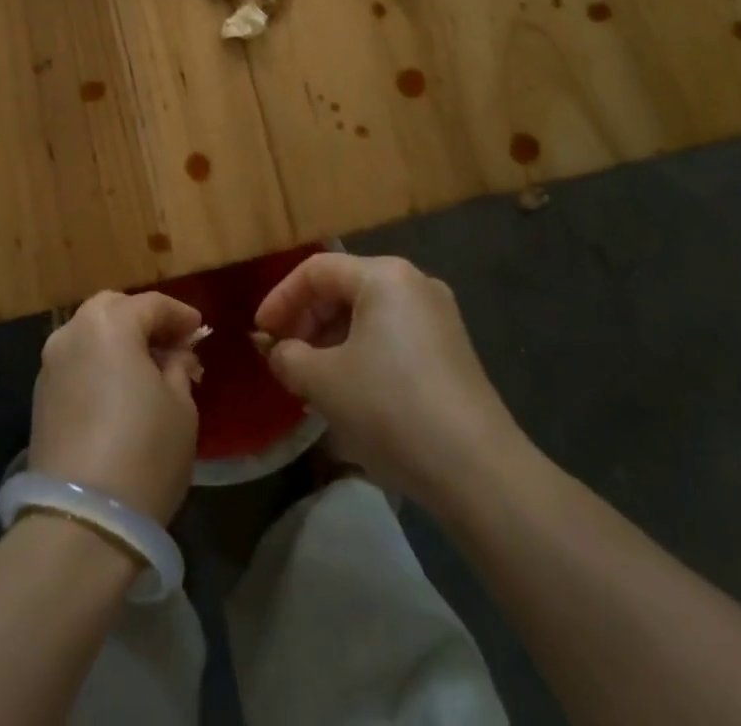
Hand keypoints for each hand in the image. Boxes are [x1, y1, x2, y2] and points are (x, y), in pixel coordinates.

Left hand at [31, 292, 202, 522]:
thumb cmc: (144, 452)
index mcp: (110, 323)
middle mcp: (73, 331)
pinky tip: (118, 391)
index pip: (152, 304)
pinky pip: (77, 363)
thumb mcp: (181, 407)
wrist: (82, 521)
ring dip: (118, 342)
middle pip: (113, 309)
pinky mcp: (40, 397)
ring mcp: (51, 364)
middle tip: (171, 345)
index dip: (180, 315)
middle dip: (143, 321)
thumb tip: (173, 356)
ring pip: (90, 334)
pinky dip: (98, 365)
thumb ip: (178, 368)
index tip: (199, 330)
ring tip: (146, 370)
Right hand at [254, 253, 523, 507]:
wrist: (479, 471)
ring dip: (332, 339)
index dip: (281, 298)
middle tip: (283, 356)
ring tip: (311, 377)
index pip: (316, 270)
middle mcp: (415, 283)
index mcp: (384, 275)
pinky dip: (362, 352)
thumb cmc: (391, 408)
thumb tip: (277, 351)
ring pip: (368, 314)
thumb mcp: (323, 382)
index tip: (261, 333)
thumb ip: (288, 357)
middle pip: (344, 287)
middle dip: (307, 320)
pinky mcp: (452, 350)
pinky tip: (350, 390)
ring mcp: (439, 316)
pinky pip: (392, 335)